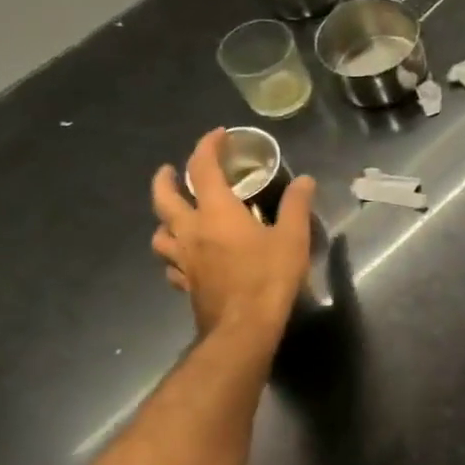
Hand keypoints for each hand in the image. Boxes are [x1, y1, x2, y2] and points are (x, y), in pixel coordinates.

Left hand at [150, 130, 315, 340]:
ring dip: (164, 218)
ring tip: (175, 215)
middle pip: (164, 198)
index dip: (207, 147)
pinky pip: (171, 263)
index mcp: (216, 213)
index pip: (202, 168)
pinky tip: (186, 258)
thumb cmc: (268, 277)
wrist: (243, 329)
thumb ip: (296, 206)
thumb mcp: (292, 238)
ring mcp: (183, 260)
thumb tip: (305, 180)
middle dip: (165, 178)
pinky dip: (174, 253)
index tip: (218, 135)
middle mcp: (191, 231)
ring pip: (159, 232)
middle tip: (170, 170)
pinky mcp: (185, 284)